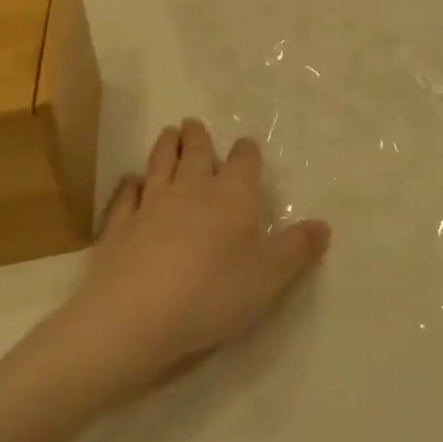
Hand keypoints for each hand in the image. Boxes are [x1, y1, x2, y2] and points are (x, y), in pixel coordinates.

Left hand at [46, 119, 329, 396]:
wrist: (131, 318)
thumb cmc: (211, 293)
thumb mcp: (269, 277)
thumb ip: (297, 249)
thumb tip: (324, 225)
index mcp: (233, 196)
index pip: (244, 162)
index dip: (246, 152)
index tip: (246, 144)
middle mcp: (192, 190)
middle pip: (196, 154)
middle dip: (197, 138)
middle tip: (193, 124)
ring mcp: (151, 206)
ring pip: (159, 166)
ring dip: (164, 148)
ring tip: (168, 133)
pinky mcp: (118, 228)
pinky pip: (125, 197)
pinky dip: (129, 186)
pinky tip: (130, 181)